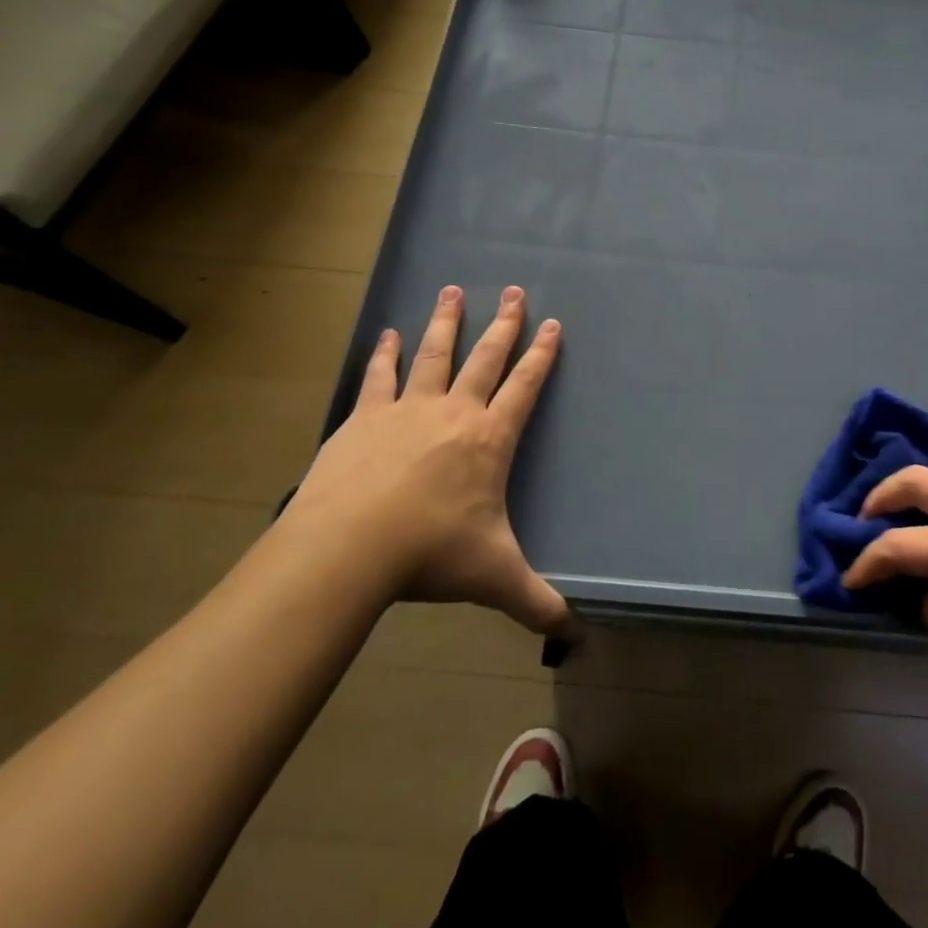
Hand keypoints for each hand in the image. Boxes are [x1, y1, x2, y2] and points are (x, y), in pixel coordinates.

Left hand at [279, 285, 570, 635]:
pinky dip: (386, 353)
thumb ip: (537, 603)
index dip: (542, 355)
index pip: (525, 387)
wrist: (349, 548)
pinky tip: (389, 333)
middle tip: (513, 290)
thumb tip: (577, 638)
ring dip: (446, 322)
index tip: (553, 324)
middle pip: (485, 357)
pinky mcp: (364, 418)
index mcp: (489, 439)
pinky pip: (380, 376)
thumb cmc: (431, 553)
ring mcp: (407, 409)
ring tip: (452, 290)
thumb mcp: (494, 577)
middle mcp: (454, 412)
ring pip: (435, 354)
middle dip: (503, 323)